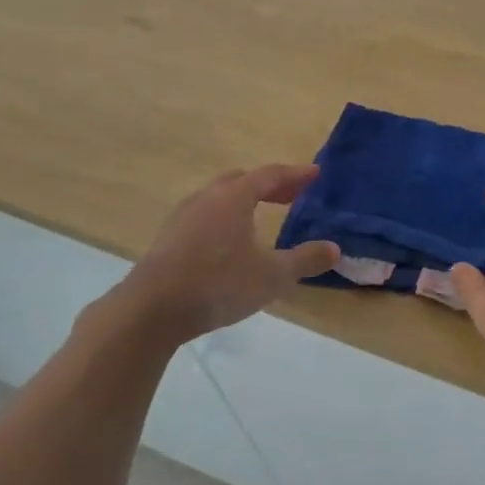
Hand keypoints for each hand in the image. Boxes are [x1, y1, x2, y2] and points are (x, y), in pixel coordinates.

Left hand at [88, 164, 339, 347]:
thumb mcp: (271, 276)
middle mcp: (207, 198)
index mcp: (234, 197)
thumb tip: (335, 249)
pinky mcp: (167, 238)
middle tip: (291, 195)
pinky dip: (224, 217)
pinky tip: (227, 242)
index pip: (270, 175)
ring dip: (243, 200)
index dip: (295, 174)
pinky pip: (203, 215)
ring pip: (219, 197)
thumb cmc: (217, 284)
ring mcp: (182, 217)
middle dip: (269, 185)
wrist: (149, 311)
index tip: (315, 174)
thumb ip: (305, 260)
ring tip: (260, 216)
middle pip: (242, 180)